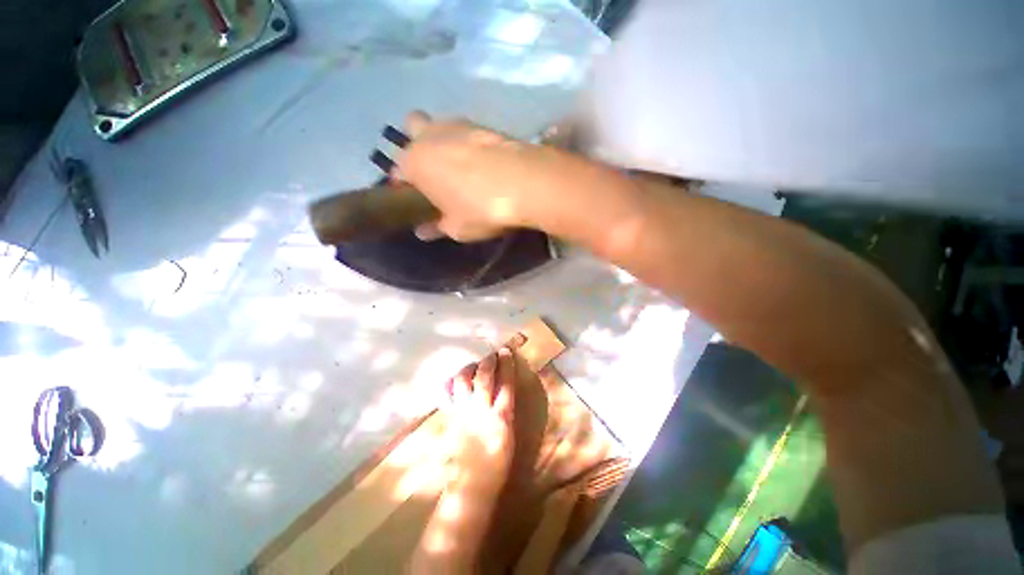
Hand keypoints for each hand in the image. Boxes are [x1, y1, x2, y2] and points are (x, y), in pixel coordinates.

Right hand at [397, 111, 543, 241]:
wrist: (525, 183)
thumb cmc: (481, 209)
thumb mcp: (457, 228)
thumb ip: (437, 227)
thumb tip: (423, 231)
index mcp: (414, 162)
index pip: (398, 171)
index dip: (404, 185)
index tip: (415, 198)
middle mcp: (430, 135)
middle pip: (413, 129)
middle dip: (418, 145)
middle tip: (435, 172)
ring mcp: (458, 124)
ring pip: (440, 125)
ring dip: (443, 141)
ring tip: (461, 167)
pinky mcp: (485, 124)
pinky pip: (467, 131)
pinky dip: (468, 143)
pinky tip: (482, 162)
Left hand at [443, 348, 516, 487]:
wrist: (472, 484)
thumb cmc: (498, 463)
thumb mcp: (509, 434)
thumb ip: (506, 409)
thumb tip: (503, 389)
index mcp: (501, 417)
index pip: (506, 383)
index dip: (506, 365)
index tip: (506, 352)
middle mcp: (481, 410)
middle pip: (484, 377)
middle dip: (489, 361)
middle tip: (493, 354)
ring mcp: (463, 413)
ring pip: (463, 381)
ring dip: (470, 367)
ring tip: (475, 365)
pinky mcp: (451, 418)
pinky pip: (449, 394)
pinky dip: (452, 383)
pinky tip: (455, 380)